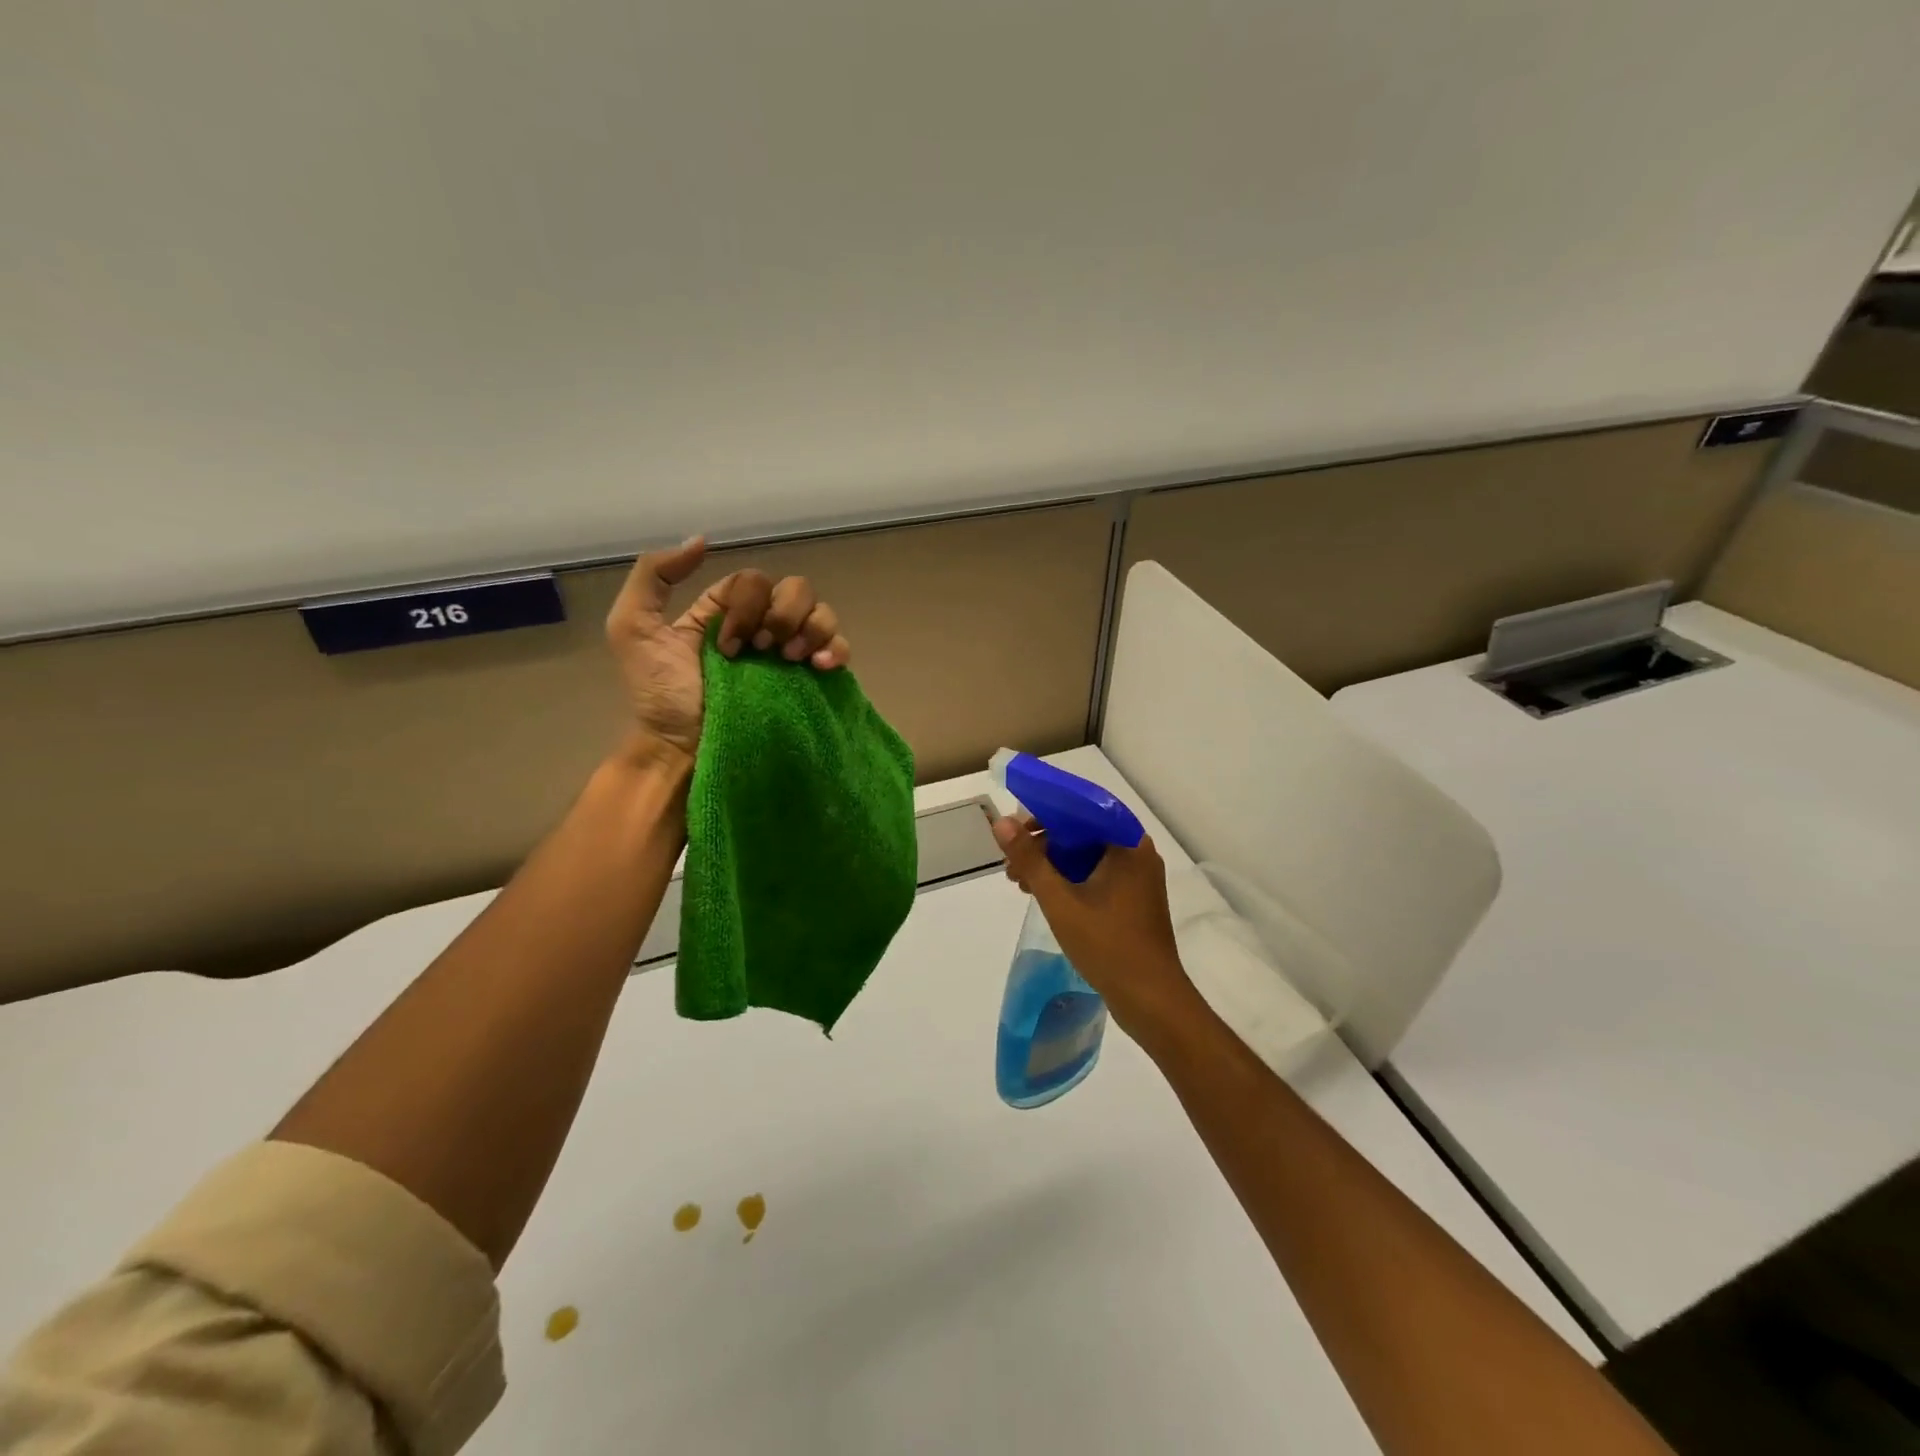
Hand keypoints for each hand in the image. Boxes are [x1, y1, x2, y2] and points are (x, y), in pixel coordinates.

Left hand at [605, 536, 852, 759]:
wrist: (684, 749)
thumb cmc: (660, 694)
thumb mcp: (633, 627)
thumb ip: (654, 575)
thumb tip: (703, 541)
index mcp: (726, 610)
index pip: (754, 581)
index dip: (747, 605)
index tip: (728, 644)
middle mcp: (762, 626)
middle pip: (795, 589)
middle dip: (782, 616)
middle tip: (764, 652)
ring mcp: (790, 653)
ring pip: (821, 612)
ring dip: (811, 629)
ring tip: (791, 660)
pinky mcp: (810, 680)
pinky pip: (840, 647)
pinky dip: (837, 648)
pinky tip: (822, 666)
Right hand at [990, 815, 1202, 1040]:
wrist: (1151, 999)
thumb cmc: (1107, 944)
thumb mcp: (1059, 900)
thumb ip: (1029, 859)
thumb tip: (1001, 822)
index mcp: (1127, 843)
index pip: (1082, 809)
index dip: (1046, 813)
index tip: (1015, 829)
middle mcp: (1137, 853)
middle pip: (1084, 832)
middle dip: (1045, 843)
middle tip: (1012, 862)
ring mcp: (1138, 878)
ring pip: (1088, 856)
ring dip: (1054, 864)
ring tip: (1020, 882)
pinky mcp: (1134, 900)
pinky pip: (1097, 875)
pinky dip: (1070, 880)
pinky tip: (1044, 895)